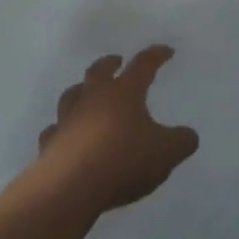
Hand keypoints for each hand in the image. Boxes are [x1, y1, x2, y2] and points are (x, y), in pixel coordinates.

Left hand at [33, 46, 199, 214]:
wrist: (70, 188)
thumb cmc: (123, 160)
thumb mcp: (166, 152)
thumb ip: (182, 141)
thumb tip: (188, 135)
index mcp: (124, 93)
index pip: (143, 65)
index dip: (156, 56)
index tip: (166, 51)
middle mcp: (93, 99)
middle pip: (99, 72)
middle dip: (110, 63)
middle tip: (116, 61)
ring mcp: (67, 120)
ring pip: (72, 96)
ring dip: (81, 91)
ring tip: (87, 93)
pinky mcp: (50, 144)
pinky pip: (55, 130)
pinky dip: (62, 129)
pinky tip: (66, 135)